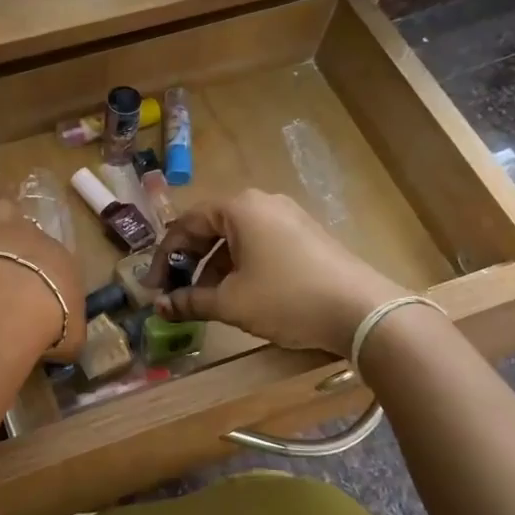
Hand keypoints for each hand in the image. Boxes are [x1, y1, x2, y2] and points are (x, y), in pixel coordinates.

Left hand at [0, 169, 84, 359]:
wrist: (12, 302)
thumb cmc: (47, 324)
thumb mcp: (70, 339)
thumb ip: (70, 335)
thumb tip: (70, 339)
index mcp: (61, 266)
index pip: (53, 261)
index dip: (44, 267)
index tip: (37, 277)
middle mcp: (36, 238)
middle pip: (28, 228)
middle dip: (22, 229)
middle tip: (18, 222)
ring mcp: (4, 224)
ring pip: (4, 203)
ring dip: (1, 194)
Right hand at [145, 189, 408, 356]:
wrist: (362, 312)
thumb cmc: (286, 298)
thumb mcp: (231, 303)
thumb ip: (190, 301)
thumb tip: (159, 307)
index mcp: (239, 207)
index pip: (186, 224)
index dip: (163, 257)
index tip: (152, 287)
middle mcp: (262, 203)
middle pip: (211, 228)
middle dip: (188, 262)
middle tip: (175, 292)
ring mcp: (288, 217)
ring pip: (236, 238)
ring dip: (214, 268)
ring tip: (205, 300)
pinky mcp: (306, 236)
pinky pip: (260, 244)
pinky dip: (241, 266)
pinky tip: (239, 295)